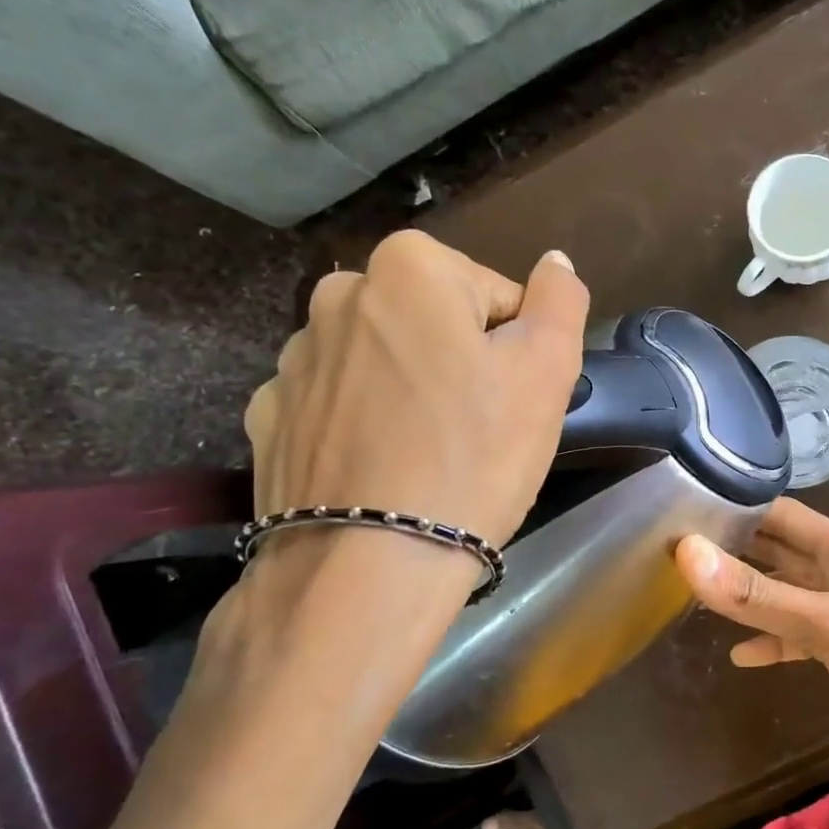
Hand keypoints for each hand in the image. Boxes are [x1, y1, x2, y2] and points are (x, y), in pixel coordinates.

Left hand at [245, 232, 588, 552]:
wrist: (368, 567)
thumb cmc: (474, 457)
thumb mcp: (547, 372)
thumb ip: (560, 301)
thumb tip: (555, 262)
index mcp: (411, 268)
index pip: (497, 296)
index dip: (518, 350)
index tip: (513, 402)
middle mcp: (339, 294)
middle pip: (434, 322)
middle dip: (460, 362)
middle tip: (478, 429)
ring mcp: (294, 358)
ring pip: (384, 362)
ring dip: (410, 391)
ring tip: (428, 456)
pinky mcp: (269, 417)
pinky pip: (338, 405)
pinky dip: (362, 425)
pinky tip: (379, 470)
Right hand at [675, 499, 828, 802]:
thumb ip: (761, 595)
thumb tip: (686, 553)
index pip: (781, 513)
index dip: (734, 508)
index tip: (679, 513)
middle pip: (781, 550)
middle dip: (734, 549)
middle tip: (673, 554)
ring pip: (789, 594)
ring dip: (750, 595)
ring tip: (695, 598)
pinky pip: (804, 637)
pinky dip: (774, 642)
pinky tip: (742, 656)